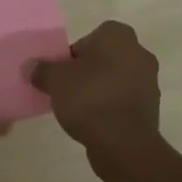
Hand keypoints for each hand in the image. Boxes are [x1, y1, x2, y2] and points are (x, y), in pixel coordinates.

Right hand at [30, 21, 162, 178]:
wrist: (125, 146)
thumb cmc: (90, 99)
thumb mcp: (55, 80)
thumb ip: (42, 70)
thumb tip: (30, 67)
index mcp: (118, 35)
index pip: (89, 38)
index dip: (73, 56)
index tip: (63, 74)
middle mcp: (139, 52)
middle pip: (103, 59)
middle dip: (87, 72)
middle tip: (69, 90)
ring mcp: (149, 82)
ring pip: (115, 80)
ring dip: (100, 91)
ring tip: (80, 110)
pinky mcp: (151, 110)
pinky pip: (124, 102)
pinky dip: (111, 108)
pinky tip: (95, 123)